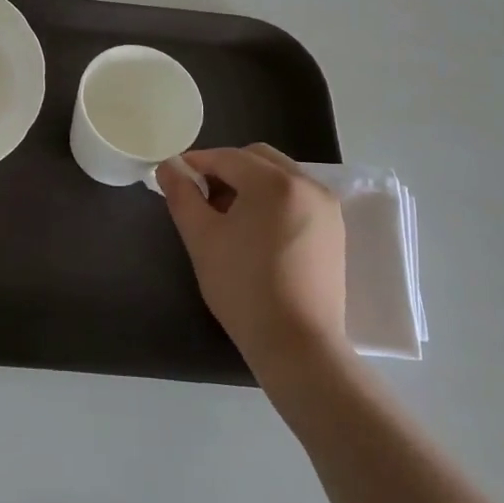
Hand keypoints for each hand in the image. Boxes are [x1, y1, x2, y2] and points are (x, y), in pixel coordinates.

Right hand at [156, 145, 347, 378]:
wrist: (297, 345)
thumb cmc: (243, 287)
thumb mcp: (201, 237)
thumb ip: (181, 194)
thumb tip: (169, 166)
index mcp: (275, 182)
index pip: (227, 157)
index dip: (196, 163)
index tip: (174, 178)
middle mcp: (307, 184)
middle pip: (257, 158)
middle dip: (226, 169)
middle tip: (202, 198)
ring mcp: (327, 207)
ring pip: (279, 176)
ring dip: (250, 183)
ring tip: (228, 217)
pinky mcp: (334, 230)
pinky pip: (297, 197)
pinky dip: (272, 200)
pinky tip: (256, 231)